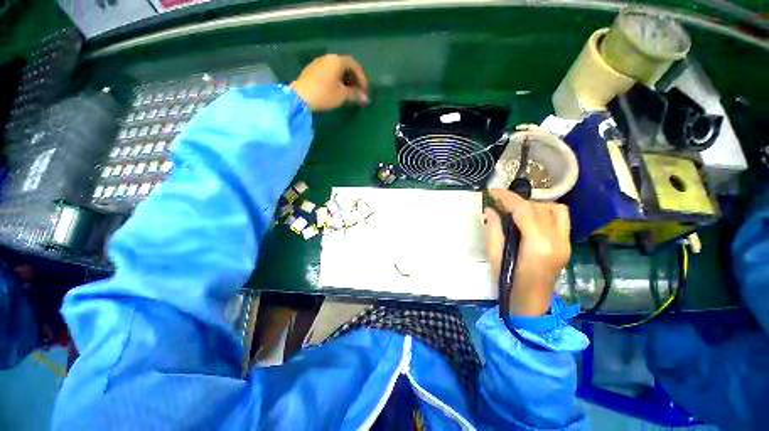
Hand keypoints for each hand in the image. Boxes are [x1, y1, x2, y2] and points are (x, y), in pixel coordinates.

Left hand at [290, 54, 368, 110]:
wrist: (300, 96)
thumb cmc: (324, 94)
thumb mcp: (342, 95)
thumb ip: (355, 94)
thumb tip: (366, 99)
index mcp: (337, 61)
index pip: (354, 65)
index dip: (362, 78)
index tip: (364, 91)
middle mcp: (328, 58)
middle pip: (345, 66)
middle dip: (354, 79)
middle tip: (358, 91)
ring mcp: (318, 63)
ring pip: (336, 69)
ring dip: (345, 79)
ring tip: (348, 92)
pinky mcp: (312, 70)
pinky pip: (329, 72)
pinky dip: (336, 79)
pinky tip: (337, 89)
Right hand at [485, 189, 570, 316]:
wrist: (531, 303)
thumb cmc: (508, 282)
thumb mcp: (494, 256)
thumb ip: (493, 230)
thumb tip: (490, 210)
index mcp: (538, 245)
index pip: (524, 210)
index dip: (507, 197)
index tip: (493, 191)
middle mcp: (557, 240)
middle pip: (538, 207)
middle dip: (516, 200)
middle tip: (499, 200)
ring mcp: (566, 242)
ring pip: (554, 209)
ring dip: (533, 204)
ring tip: (515, 209)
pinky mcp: (567, 244)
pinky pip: (560, 218)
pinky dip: (546, 211)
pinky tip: (531, 217)